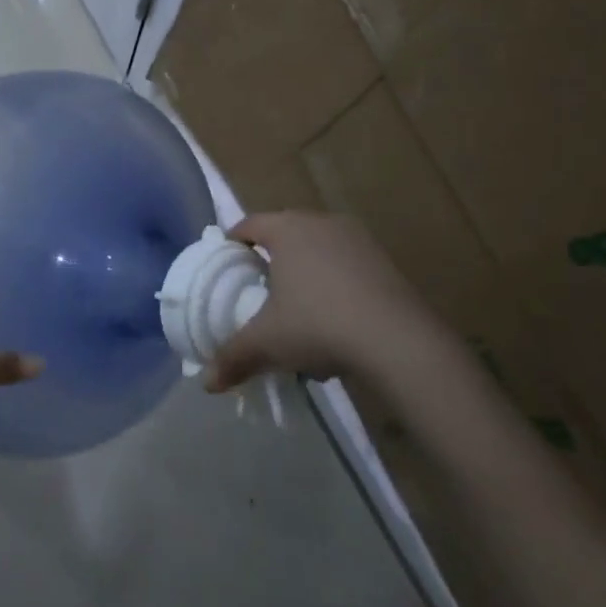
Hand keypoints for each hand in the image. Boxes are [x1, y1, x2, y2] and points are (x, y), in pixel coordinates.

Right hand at [208, 212, 430, 390]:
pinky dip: (334, 283)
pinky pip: (346, 264)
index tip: (226, 267)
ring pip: (318, 248)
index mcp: (288, 229)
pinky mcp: (384, 260)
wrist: (397, 340)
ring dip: (305, 271)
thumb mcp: (267, 343)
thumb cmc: (318, 325)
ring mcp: (358, 239)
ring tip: (297, 308)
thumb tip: (208, 384)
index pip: (249, 224)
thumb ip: (233, 357)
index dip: (232, 244)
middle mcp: (322, 223)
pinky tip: (334, 319)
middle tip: (258, 288)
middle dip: (270, 258)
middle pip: (285, 233)